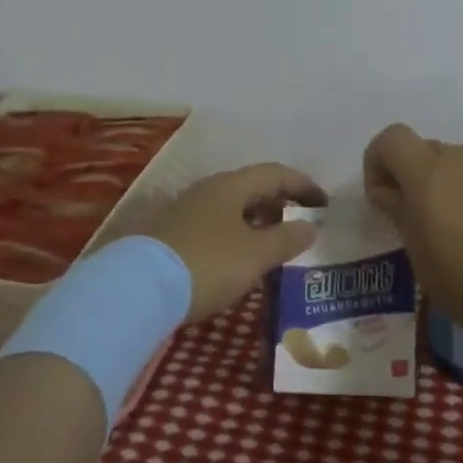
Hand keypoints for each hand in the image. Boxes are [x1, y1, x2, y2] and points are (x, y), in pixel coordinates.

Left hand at [145, 163, 326, 321]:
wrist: (138, 289)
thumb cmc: (207, 264)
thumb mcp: (255, 255)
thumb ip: (286, 238)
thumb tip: (310, 226)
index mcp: (230, 185)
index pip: (275, 173)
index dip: (303, 185)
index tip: (325, 204)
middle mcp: (206, 190)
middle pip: (251, 188)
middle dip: (279, 203)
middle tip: (301, 224)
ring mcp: (184, 211)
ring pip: (230, 208)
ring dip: (256, 221)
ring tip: (274, 244)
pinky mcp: (169, 235)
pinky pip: (214, 226)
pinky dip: (235, 235)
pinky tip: (239, 259)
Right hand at [362, 112, 462, 355]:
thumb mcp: (425, 263)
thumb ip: (402, 218)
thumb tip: (387, 192)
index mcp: (427, 179)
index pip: (390, 141)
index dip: (378, 162)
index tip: (382, 198)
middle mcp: (459, 160)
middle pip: (424, 151)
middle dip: (411, 176)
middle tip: (419, 219)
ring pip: (460, 155)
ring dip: (448, 176)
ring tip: (460, 217)